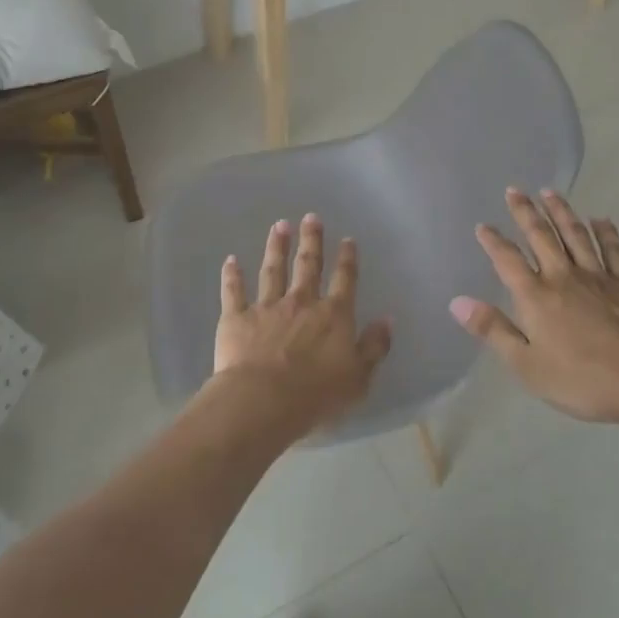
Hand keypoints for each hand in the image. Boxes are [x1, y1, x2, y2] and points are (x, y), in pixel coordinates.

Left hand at [212, 215, 392, 439]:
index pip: (344, 281)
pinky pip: (233, 291)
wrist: (263, 401)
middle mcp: (301, 303)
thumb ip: (374, 347)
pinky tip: (230, 260)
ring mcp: (267, 307)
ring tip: (279, 225)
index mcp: (333, 316)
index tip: (347, 239)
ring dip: (276, 247)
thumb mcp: (359, 377)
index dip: (347, 259)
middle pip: (308, 265)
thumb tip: (387, 320)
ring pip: (272, 270)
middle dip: (311, 240)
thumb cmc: (316, 395)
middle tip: (311, 217)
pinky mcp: (237, 318)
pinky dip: (232, 275)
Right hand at [450, 189, 618, 425]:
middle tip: (515, 190)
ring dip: (561, 211)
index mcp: (536, 296)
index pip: (508, 260)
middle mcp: (564, 276)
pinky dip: (605, 231)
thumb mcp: (526, 365)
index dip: (493, 241)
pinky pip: (614, 249)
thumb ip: (493, 330)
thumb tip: (457, 302)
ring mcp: (598, 276)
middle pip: (541, 236)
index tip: (483, 225)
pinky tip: (600, 219)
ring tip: (550, 192)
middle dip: (525, 212)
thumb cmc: (581, 380)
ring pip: (575, 234)